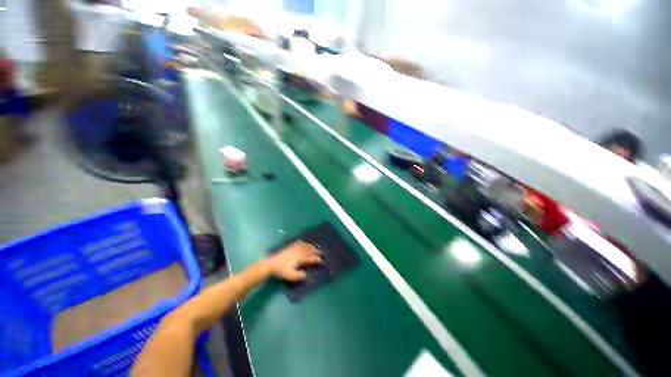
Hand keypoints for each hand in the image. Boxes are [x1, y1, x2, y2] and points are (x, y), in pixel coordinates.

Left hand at [265, 241, 321, 281]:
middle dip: (317, 252)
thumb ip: (300, 276)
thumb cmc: (282, 271)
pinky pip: (300, 242)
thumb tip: (308, 275)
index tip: (322, 261)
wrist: (272, 264)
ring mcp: (295, 247)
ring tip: (316, 248)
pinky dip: (305, 243)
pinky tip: (306, 243)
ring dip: (312, 247)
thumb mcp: (291, 276)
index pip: (311, 258)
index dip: (317, 259)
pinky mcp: (291, 246)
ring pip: (306, 245)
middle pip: (310, 250)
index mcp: (300, 258)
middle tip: (322, 253)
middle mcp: (299, 251)